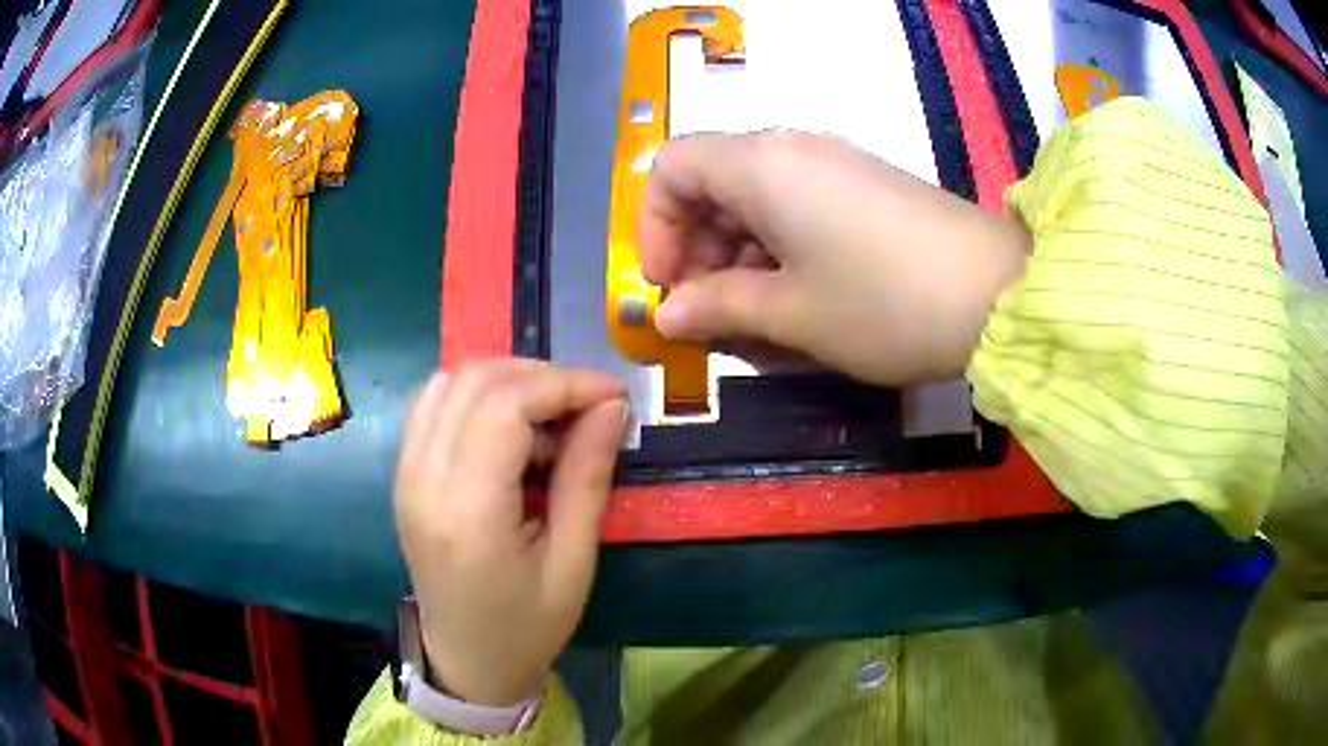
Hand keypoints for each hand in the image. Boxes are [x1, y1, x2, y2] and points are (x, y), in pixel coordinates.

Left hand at [394, 359, 626, 705]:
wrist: (466, 660)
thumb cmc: (527, 626)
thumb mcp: (573, 562)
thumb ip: (586, 477)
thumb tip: (610, 406)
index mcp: (468, 510)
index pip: (505, 405)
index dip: (564, 384)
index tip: (613, 395)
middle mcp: (423, 479)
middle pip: (474, 382)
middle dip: (539, 376)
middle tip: (587, 405)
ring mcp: (405, 473)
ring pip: (448, 382)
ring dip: (506, 380)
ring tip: (551, 413)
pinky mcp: (403, 474)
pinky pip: (433, 405)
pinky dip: (476, 395)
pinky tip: (510, 427)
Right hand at [640, 130, 1031, 384]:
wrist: (997, 296)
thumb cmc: (883, 302)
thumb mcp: (791, 313)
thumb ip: (717, 307)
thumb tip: (668, 314)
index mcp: (761, 165)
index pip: (672, 167)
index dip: (654, 225)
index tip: (668, 284)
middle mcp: (792, 150)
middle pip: (713, 184)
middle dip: (698, 251)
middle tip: (710, 317)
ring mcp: (834, 166)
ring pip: (757, 201)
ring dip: (740, 258)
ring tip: (756, 321)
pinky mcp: (866, 189)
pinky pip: (799, 209)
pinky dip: (781, 252)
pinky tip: (800, 301)